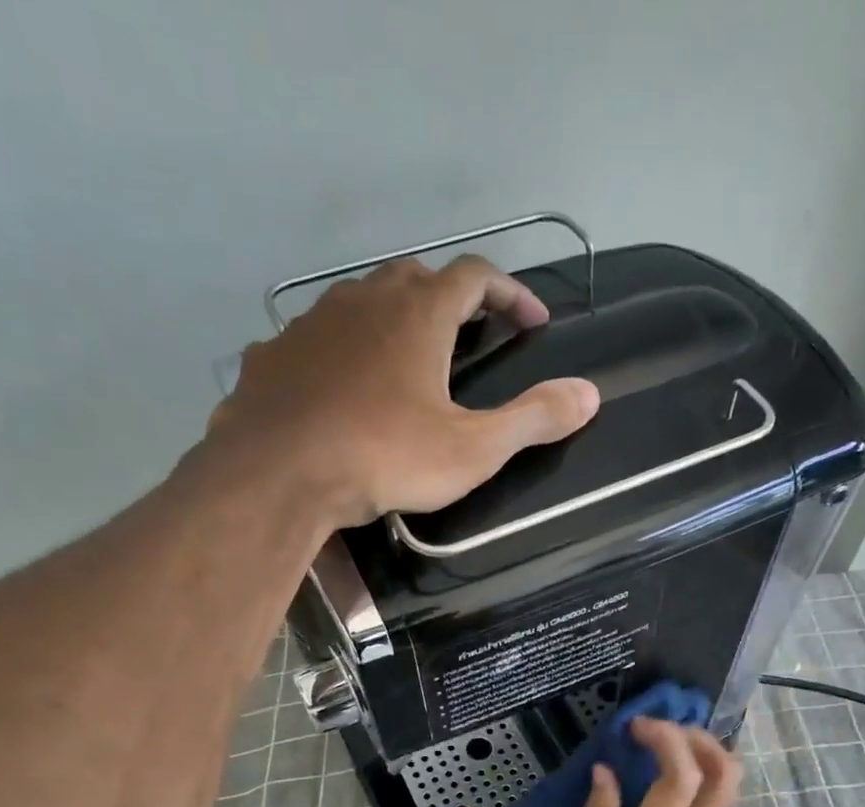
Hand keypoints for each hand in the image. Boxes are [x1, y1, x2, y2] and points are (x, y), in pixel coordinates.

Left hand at [205, 255, 599, 525]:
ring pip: (360, 303)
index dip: (510, 292)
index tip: (533, 320)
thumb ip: (533, 420)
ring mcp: (312, 323)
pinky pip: (316, 342)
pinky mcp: (274, 355)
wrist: (280, 474)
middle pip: (416, 278)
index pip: (476, 275)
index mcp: (419, 314)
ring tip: (405, 363)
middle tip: (468, 335)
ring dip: (391, 321)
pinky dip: (340, 354)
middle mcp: (364, 300)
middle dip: (449, 300)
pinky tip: (341, 390)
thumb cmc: (386, 457)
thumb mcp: (473, 449)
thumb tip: (590, 395)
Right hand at [558, 718, 742, 806]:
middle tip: (659, 730)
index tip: (635, 727)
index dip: (666, 738)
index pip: (682, 775)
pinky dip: (694, 781)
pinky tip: (657, 784)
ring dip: (701, 756)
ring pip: (725, 789)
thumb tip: (605, 776)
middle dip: (699, 737)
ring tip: (657, 749)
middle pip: (725, 773)